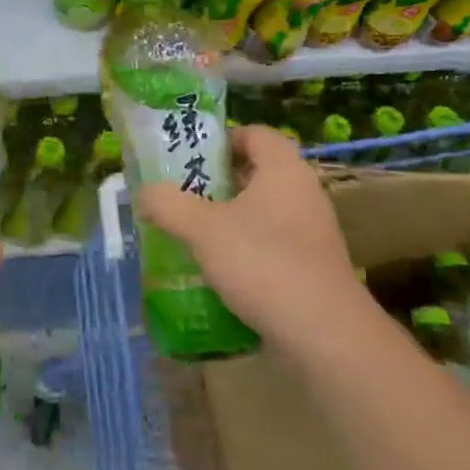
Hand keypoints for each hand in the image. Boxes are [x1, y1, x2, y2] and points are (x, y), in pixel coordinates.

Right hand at [136, 125, 366, 346]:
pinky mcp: (310, 269)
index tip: (189, 156)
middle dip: (216, 181)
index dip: (222, 138)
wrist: (324, 335)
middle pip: (256, 173)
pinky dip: (242, 250)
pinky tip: (215, 270)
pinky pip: (270, 246)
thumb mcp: (201, 228)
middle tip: (180, 193)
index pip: (256, 134)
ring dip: (226, 218)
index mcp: (283, 171)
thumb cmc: (263, 263)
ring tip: (189, 232)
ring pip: (261, 212)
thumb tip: (144, 192)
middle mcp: (303, 195)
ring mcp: (311, 234)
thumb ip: (167, 204)